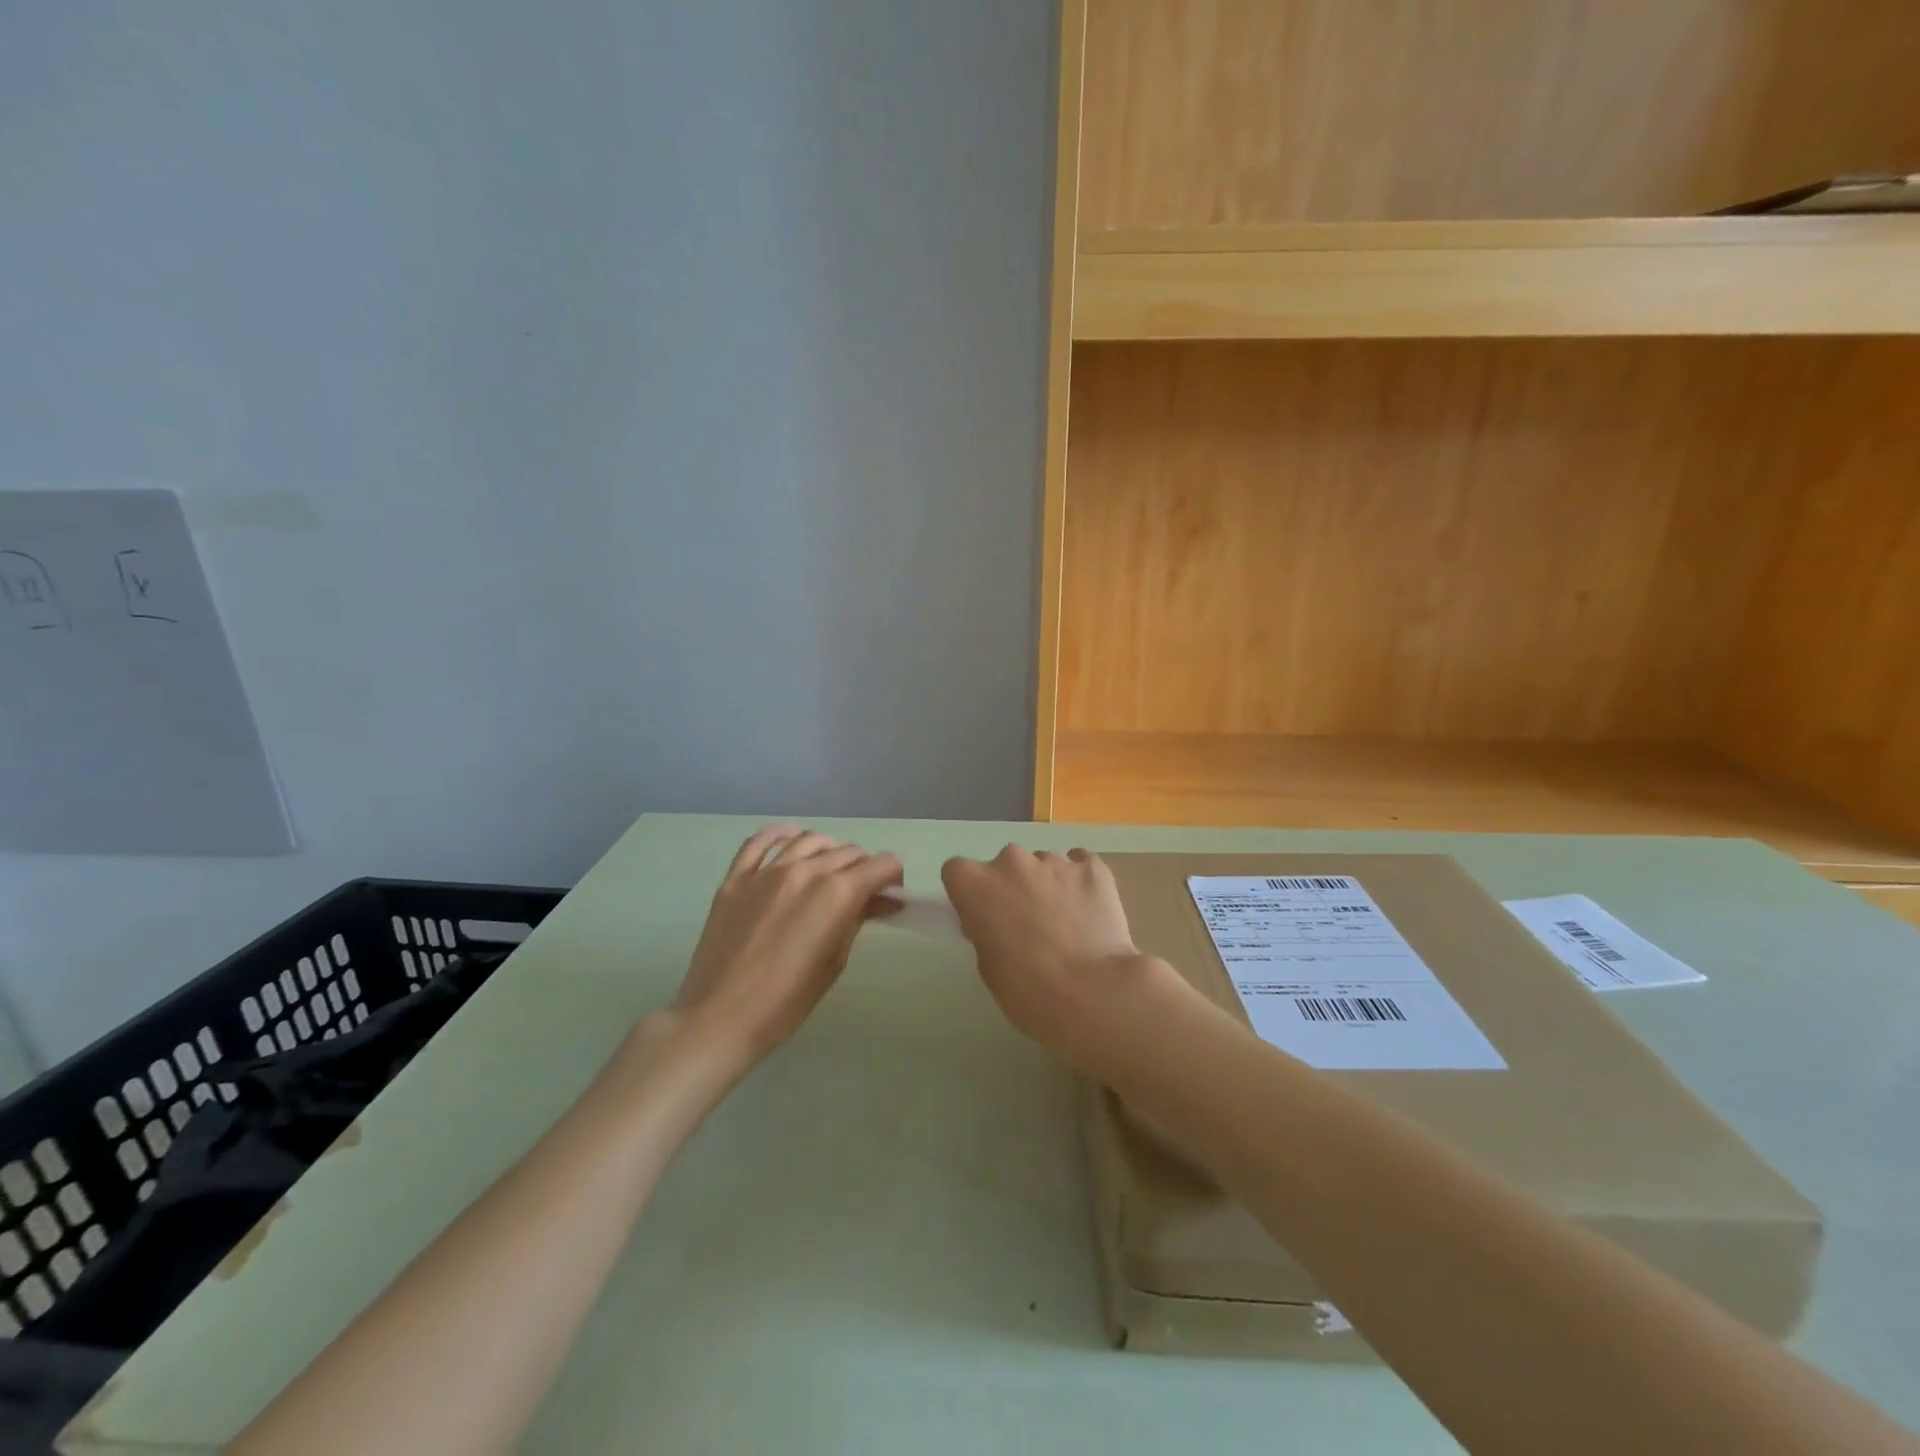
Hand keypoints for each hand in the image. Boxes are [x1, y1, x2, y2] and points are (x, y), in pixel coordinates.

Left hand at [674, 825, 902, 1064]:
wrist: (720, 1017)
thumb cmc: (787, 1000)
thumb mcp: (835, 961)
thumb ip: (857, 920)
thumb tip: (879, 901)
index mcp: (837, 893)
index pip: (882, 864)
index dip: (892, 878)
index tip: (889, 896)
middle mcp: (806, 870)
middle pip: (849, 851)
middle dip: (863, 869)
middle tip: (860, 895)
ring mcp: (767, 870)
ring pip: (810, 840)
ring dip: (828, 851)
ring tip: (827, 872)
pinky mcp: (736, 878)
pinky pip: (760, 841)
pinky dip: (781, 835)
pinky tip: (790, 840)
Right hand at [941, 845, 1175, 1074]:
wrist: (1092, 992)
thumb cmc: (1028, 989)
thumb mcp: (988, 965)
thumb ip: (985, 930)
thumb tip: (998, 921)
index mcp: (975, 883)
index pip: (958, 872)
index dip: (970, 893)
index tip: (983, 916)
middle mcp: (1011, 861)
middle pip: (1005, 865)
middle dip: (1013, 887)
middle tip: (1028, 922)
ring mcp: (1054, 860)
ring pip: (1044, 865)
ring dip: (1048, 885)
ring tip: (1067, 922)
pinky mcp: (1093, 867)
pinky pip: (1080, 865)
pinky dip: (1080, 882)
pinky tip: (1089, 910)